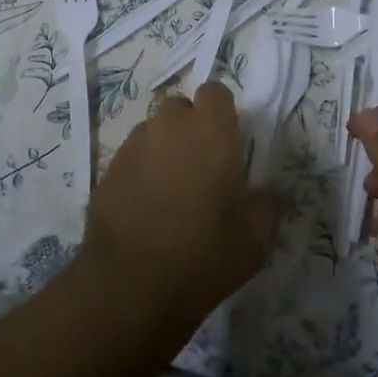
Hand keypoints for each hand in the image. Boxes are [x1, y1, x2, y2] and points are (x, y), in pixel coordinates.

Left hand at [84, 82, 280, 323]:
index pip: (215, 91)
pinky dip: (140, 170)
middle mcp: (169, 127)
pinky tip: (145, 205)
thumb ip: (268, 206)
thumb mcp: (255, 240)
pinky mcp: (107, 170)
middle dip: (190, 126)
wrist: (131, 285)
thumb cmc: (204, 255)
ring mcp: (133, 146)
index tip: (228, 142)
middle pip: (179, 107)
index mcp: (211, 132)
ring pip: (152, 130)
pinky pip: (130, 156)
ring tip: (171, 187)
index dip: (221, 112)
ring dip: (163, 147)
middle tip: (201, 165)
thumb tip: (270, 194)